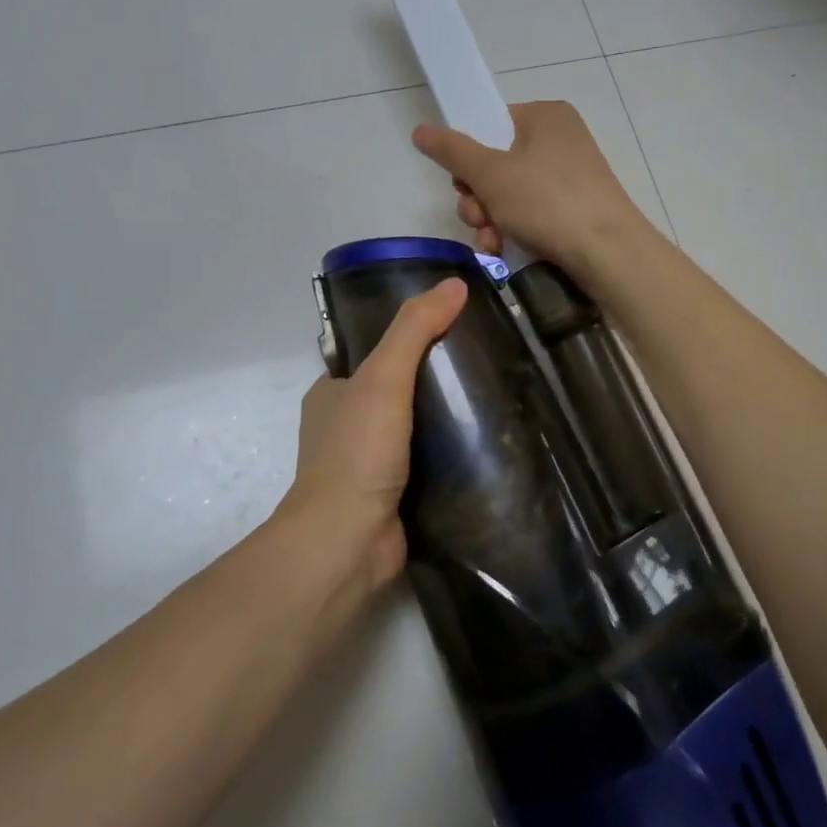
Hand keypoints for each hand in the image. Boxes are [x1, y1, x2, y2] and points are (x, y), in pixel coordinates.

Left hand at [279, 278, 468, 595]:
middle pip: (397, 388)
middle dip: (435, 377)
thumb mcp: (384, 377)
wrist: (347, 542)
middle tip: (484, 362)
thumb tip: (455, 284)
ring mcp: (368, 463)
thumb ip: (415, 329)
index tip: (454, 325)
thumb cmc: (357, 452)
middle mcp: (345, 425)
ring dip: (445, 417)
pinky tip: (485, 443)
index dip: (409, 335)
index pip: (373, 350)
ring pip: (413, 427)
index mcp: (332, 392)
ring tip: (494, 397)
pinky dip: (449, 453)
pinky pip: (425, 463)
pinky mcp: (392, 495)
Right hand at [411, 101, 650, 282]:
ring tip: (490, 241)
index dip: (467, 155)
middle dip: (477, 197)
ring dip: (489, 220)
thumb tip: (420, 130)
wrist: (608, 253)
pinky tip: (503, 251)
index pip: (490, 124)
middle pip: (495, 163)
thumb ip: (453, 151)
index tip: (462, 182)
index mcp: (545, 117)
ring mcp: (569, 177)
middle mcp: (559, 140)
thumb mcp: (491, 174)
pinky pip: (530, 213)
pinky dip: (512, 230)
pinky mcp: (574, 209)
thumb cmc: (547, 202)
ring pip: (509, 194)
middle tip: (478, 217)